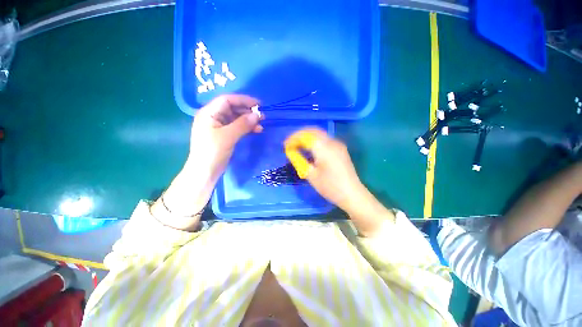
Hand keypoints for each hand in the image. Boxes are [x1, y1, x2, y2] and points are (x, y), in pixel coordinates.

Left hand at [187, 94, 262, 176]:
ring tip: (260, 126)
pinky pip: (237, 127)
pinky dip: (246, 128)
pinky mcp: (224, 135)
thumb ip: (243, 124)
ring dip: (248, 121)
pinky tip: (255, 130)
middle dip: (247, 111)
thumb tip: (257, 115)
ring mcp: (218, 126)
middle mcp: (213, 117)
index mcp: (209, 113)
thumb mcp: (228, 136)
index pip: (227, 100)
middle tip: (262, 117)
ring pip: (236, 118)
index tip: (258, 104)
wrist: (205, 172)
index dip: (243, 100)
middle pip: (232, 108)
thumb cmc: (213, 152)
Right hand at [285, 128, 363, 210]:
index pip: (306, 136)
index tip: (285, 145)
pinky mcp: (341, 149)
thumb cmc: (330, 187)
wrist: (352, 194)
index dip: (293, 138)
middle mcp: (332, 142)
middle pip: (313, 131)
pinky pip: (325, 139)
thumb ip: (299, 160)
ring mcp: (338, 145)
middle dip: (300, 135)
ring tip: (298, 145)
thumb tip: (291, 152)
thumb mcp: (311, 175)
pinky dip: (315, 141)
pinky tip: (310, 149)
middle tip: (290, 144)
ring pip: (320, 134)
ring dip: (307, 137)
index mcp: (324, 148)